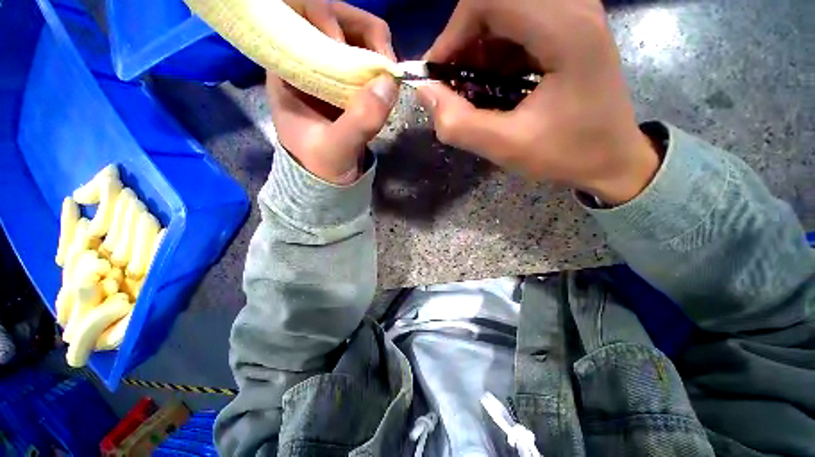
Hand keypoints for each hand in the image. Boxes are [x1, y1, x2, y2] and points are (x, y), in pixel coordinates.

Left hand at [268, 1, 397, 184]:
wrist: (329, 183)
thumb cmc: (321, 167)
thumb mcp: (336, 149)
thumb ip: (359, 121)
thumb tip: (389, 83)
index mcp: (287, 70)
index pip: (297, 16)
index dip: (325, 19)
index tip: (350, 50)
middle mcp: (307, 62)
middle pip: (332, 19)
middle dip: (362, 32)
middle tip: (384, 63)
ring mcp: (330, 72)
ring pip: (354, 36)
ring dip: (376, 48)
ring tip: (388, 77)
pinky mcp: (349, 85)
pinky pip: (367, 60)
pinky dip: (381, 66)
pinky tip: (387, 86)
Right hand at [418, 0, 658, 203]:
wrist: (612, 157)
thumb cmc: (567, 154)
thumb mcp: (506, 147)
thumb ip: (459, 124)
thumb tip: (425, 93)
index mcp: (565, 30)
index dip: (453, 32)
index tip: (438, 73)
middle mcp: (573, 7)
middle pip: (495, 0)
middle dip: (464, 40)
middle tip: (454, 82)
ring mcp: (575, 13)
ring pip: (505, 9)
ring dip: (479, 47)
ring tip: (473, 87)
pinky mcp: (570, 26)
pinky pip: (519, 23)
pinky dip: (495, 50)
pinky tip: (495, 81)